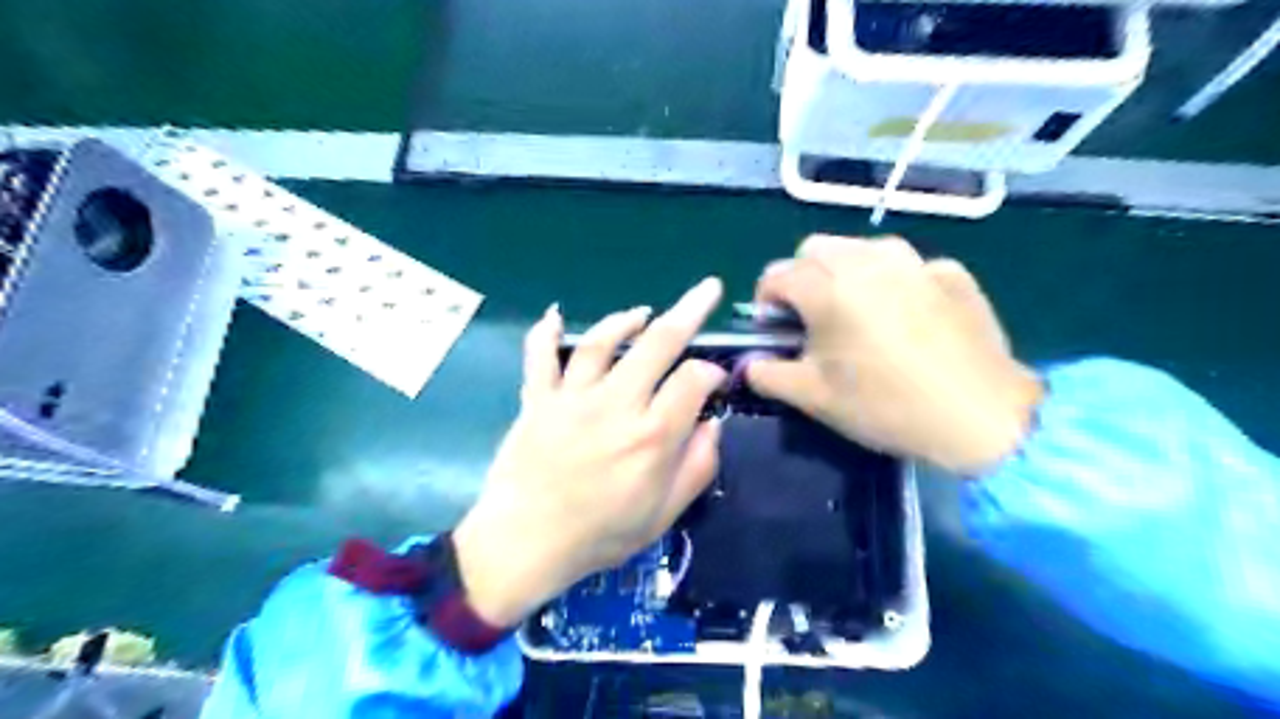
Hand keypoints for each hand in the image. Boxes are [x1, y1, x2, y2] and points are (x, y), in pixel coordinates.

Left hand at [454, 278, 724, 626]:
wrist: (525, 545)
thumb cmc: (600, 536)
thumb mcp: (663, 515)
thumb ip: (697, 466)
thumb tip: (712, 424)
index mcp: (652, 436)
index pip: (693, 380)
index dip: (712, 373)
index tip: (714, 383)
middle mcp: (616, 405)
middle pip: (658, 344)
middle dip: (689, 311)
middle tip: (708, 289)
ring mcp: (572, 397)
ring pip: (603, 343)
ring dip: (626, 320)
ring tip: (643, 312)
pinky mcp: (537, 400)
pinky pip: (539, 356)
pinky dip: (545, 332)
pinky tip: (555, 315)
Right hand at [748, 233, 1043, 475]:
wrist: (980, 416)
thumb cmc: (885, 406)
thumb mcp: (813, 397)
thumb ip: (768, 374)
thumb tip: (748, 364)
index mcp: (827, 288)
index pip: (776, 274)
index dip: (766, 300)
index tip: (775, 329)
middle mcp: (866, 261)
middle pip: (815, 249)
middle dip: (802, 276)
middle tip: (812, 317)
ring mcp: (913, 261)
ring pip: (860, 247)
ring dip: (844, 271)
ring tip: (856, 312)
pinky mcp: (950, 271)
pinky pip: (905, 264)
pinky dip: (891, 281)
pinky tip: (905, 317)